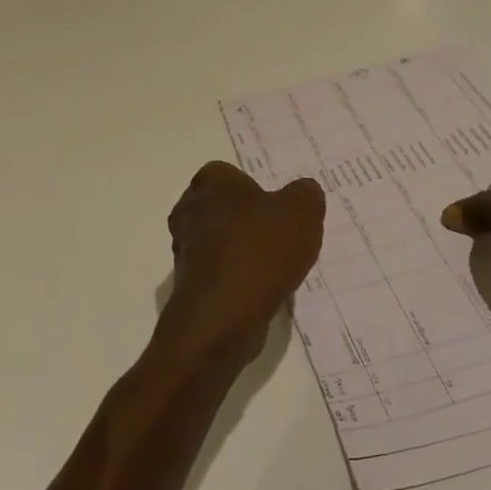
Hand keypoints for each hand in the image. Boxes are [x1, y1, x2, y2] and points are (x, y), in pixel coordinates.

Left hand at [155, 161, 325, 373]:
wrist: (223, 315)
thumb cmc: (260, 250)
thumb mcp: (301, 211)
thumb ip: (306, 194)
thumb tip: (303, 192)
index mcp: (210, 182)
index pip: (231, 174)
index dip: (257, 190)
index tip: (279, 209)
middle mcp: (188, 210)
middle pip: (224, 208)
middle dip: (249, 221)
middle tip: (281, 237)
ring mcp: (184, 249)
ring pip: (220, 242)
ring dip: (244, 252)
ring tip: (276, 268)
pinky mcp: (188, 284)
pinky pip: (220, 272)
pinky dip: (238, 279)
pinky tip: (262, 291)